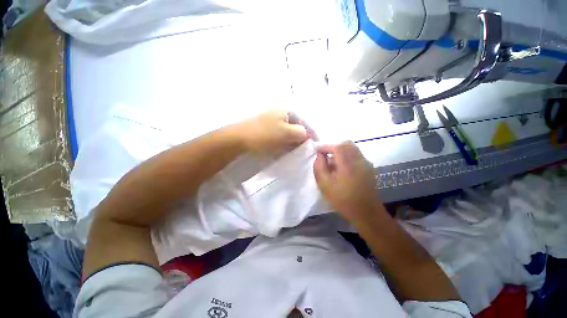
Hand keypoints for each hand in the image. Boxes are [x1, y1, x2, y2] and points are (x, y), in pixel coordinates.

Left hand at [236, 110, 310, 153]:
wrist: (239, 139)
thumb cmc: (264, 134)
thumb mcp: (286, 133)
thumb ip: (301, 132)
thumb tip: (307, 134)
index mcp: (286, 111)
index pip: (304, 121)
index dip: (311, 132)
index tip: (316, 142)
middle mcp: (280, 114)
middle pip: (297, 126)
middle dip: (302, 137)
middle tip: (306, 148)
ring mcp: (273, 122)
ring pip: (289, 132)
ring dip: (294, 141)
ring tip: (297, 150)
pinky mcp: (267, 129)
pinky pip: (281, 135)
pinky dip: (285, 142)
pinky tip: (285, 148)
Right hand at [313, 141, 381, 220]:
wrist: (366, 212)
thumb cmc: (343, 200)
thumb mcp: (324, 185)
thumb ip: (319, 166)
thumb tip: (320, 155)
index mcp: (348, 165)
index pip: (337, 146)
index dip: (325, 144)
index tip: (316, 148)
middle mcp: (359, 160)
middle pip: (345, 143)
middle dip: (332, 145)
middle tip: (323, 153)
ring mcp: (365, 162)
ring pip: (351, 147)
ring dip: (339, 149)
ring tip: (331, 159)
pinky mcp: (368, 166)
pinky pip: (355, 153)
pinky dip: (345, 153)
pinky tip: (340, 164)